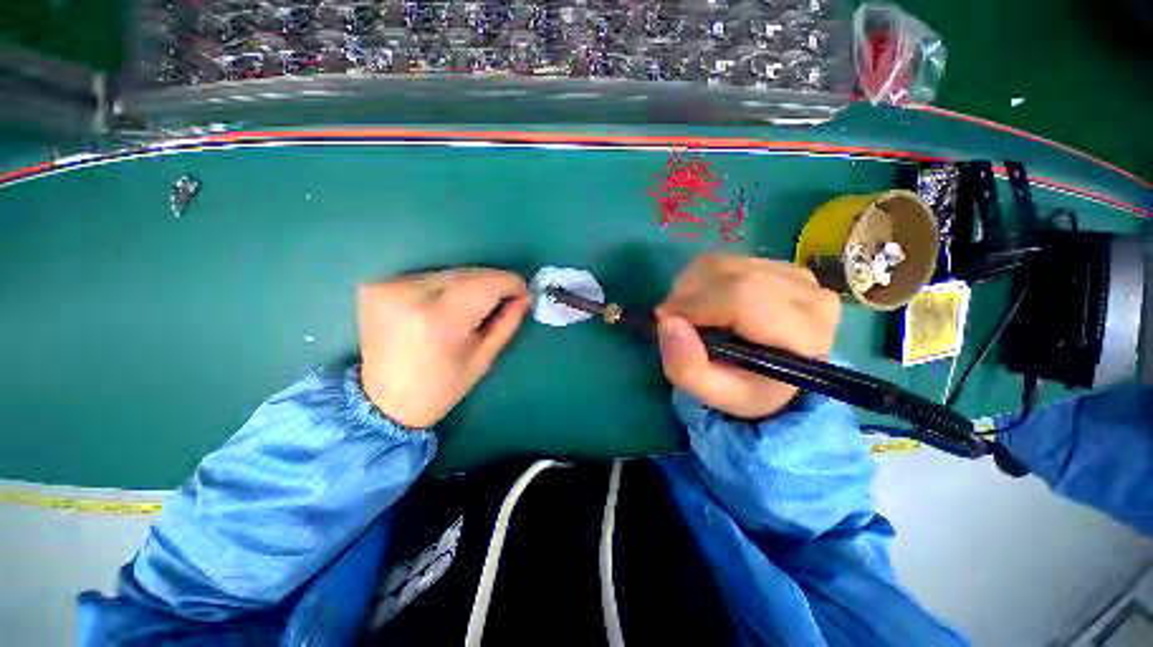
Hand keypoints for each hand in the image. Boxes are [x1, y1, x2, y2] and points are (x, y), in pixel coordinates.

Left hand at [358, 268, 529, 428]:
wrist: (383, 402)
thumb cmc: (441, 387)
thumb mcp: (484, 358)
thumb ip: (507, 322)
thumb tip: (525, 295)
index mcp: (440, 322)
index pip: (484, 285)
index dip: (508, 283)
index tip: (522, 291)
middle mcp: (410, 296)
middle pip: (466, 274)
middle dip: (491, 282)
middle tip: (505, 297)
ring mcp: (388, 287)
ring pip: (448, 272)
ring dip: (469, 284)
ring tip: (475, 304)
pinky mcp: (377, 285)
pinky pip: (427, 277)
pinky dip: (445, 286)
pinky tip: (446, 304)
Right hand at [656, 254, 840, 419]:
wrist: (773, 374)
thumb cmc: (746, 387)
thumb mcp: (714, 394)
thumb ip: (687, 368)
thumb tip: (668, 322)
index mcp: (803, 335)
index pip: (742, 297)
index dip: (695, 305)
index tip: (668, 321)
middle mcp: (810, 296)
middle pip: (731, 275)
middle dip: (688, 294)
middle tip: (673, 319)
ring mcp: (798, 275)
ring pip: (724, 263)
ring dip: (692, 285)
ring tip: (688, 312)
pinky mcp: (781, 265)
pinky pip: (726, 260)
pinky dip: (702, 278)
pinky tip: (704, 300)